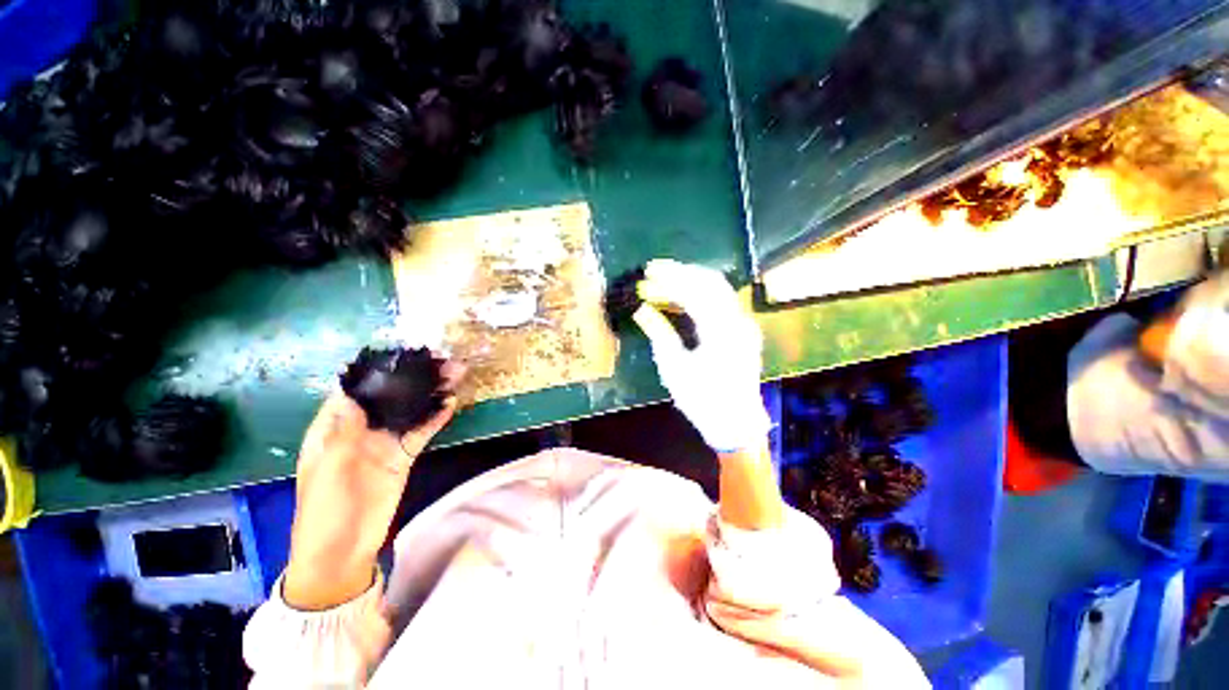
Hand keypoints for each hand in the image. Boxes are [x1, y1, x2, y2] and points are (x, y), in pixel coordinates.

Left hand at [283, 363, 461, 609]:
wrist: (343, 552)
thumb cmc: (324, 511)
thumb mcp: (329, 471)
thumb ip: (346, 433)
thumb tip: (356, 396)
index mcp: (332, 429)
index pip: (352, 391)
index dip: (375, 372)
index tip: (401, 354)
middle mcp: (359, 430)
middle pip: (388, 397)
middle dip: (411, 379)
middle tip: (438, 361)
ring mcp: (384, 442)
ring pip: (409, 411)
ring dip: (429, 394)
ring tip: (453, 374)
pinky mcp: (403, 455)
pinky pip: (422, 431)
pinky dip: (435, 418)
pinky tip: (451, 402)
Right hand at [632, 259, 769, 452]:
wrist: (735, 423)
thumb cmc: (702, 399)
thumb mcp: (674, 368)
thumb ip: (659, 333)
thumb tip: (641, 310)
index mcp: (720, 331)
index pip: (694, 291)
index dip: (669, 278)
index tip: (648, 272)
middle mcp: (737, 321)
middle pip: (710, 282)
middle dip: (681, 272)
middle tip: (655, 270)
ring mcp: (743, 325)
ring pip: (717, 290)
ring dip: (691, 282)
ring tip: (665, 281)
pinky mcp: (742, 331)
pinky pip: (721, 303)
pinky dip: (701, 295)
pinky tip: (683, 298)